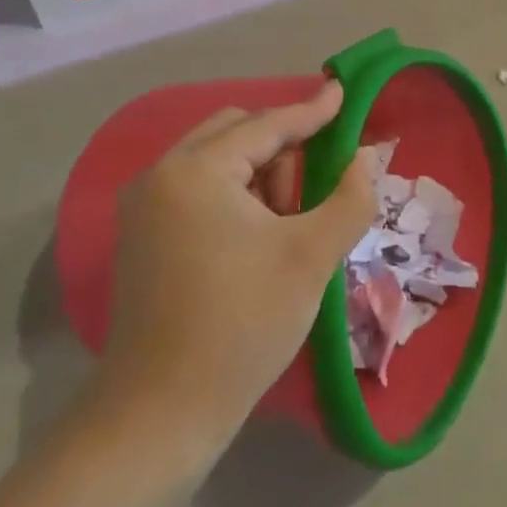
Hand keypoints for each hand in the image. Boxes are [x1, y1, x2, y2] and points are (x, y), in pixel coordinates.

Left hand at [90, 80, 377, 464]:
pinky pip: (198, 192)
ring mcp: (143, 208)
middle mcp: (160, 176)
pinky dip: (235, 199)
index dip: (311, 111)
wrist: (161, 414)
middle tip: (313, 192)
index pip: (266, 125)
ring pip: (216, 163)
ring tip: (286, 228)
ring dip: (259, 178)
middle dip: (282, 151)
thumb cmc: (243, 325)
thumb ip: (349, 197)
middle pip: (235, 134)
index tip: (342, 91)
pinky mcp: (141, 238)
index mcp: (195, 170)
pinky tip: (258, 241)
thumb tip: (365, 157)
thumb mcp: (310, 257)